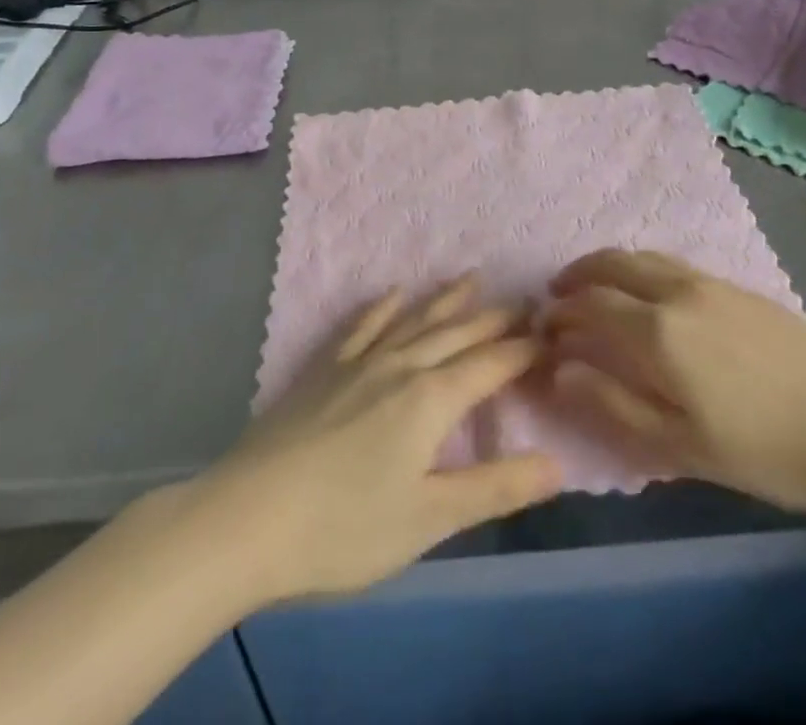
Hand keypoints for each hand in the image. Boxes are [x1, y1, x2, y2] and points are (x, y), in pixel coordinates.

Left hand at [192, 276, 561, 604]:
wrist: (247, 519)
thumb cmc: (345, 528)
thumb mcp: (430, 519)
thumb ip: (495, 488)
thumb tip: (557, 464)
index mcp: (431, 400)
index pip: (490, 365)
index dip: (522, 350)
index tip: (550, 335)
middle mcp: (401, 366)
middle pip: (457, 333)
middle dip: (494, 318)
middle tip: (524, 301)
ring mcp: (359, 363)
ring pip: (414, 320)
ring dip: (446, 300)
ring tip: (472, 278)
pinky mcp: (324, 370)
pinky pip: (361, 326)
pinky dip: (382, 307)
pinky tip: (393, 294)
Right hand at [543, 250, 805, 511]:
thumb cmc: (767, 449)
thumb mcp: (682, 446)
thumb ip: (614, 404)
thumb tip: (558, 370)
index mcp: (658, 331)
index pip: (591, 306)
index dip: (561, 315)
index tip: (542, 329)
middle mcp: (677, 292)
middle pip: (613, 265)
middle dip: (577, 275)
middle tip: (557, 295)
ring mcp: (710, 283)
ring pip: (643, 257)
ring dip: (608, 266)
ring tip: (594, 286)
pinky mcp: (737, 287)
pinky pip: (671, 264)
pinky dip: (640, 268)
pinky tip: (647, 293)